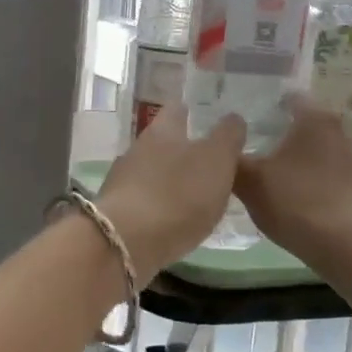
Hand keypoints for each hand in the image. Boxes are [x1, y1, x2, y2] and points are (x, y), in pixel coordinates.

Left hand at [95, 105, 246, 278]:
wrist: (126, 243)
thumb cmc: (178, 193)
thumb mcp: (216, 160)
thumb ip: (227, 137)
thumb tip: (233, 118)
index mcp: (162, 130)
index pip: (177, 108)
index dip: (194, 110)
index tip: (209, 115)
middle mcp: (138, 149)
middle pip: (164, 140)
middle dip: (184, 147)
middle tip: (212, 158)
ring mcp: (124, 180)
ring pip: (153, 170)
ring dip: (172, 178)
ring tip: (198, 192)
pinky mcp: (119, 212)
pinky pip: (146, 199)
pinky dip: (162, 204)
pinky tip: (176, 218)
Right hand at [233, 96, 351, 264]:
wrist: (351, 247)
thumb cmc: (298, 203)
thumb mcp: (251, 182)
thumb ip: (231, 159)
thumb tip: (220, 146)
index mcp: (314, 116)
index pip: (286, 96)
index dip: (262, 105)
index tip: (242, 120)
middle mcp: (338, 128)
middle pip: (301, 122)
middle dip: (276, 131)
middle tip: (247, 146)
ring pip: (314, 147)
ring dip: (293, 156)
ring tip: (266, 172)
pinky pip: (326, 170)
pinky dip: (309, 176)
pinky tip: (291, 195)